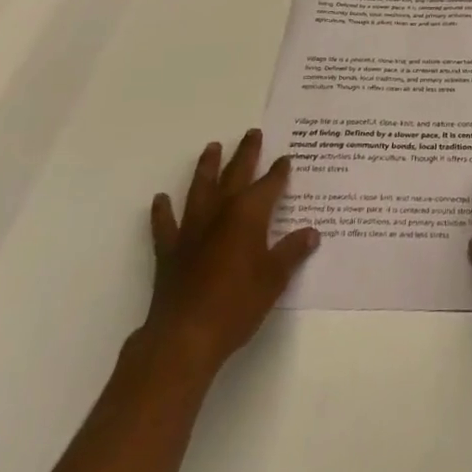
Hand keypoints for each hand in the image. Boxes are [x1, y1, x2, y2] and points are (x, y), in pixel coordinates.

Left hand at [146, 129, 319, 373]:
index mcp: (249, 214)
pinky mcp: (170, 250)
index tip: (286, 159)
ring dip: (207, 167)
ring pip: (200, 188)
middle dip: (246, 153)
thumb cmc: (237, 305)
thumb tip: (311, 233)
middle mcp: (221, 212)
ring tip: (211, 147)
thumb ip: (292, 252)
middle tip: (252, 133)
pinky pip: (165, 225)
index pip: (270, 184)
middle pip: (236, 174)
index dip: (279, 171)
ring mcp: (192, 229)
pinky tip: (160, 199)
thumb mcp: (274, 279)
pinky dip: (162, 211)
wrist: (185, 337)